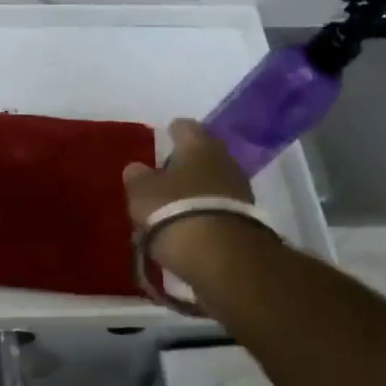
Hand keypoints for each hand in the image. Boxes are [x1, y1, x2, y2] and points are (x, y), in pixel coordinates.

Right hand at [122, 118, 258, 285]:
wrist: (225, 259)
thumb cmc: (176, 210)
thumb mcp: (142, 192)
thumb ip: (137, 176)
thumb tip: (137, 169)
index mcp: (199, 145)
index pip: (186, 126)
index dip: (173, 131)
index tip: (164, 135)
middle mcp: (225, 161)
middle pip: (204, 154)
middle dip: (186, 163)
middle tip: (166, 173)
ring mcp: (240, 192)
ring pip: (213, 182)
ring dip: (197, 190)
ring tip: (175, 205)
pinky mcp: (247, 222)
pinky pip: (219, 208)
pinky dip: (205, 213)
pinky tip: (190, 225)